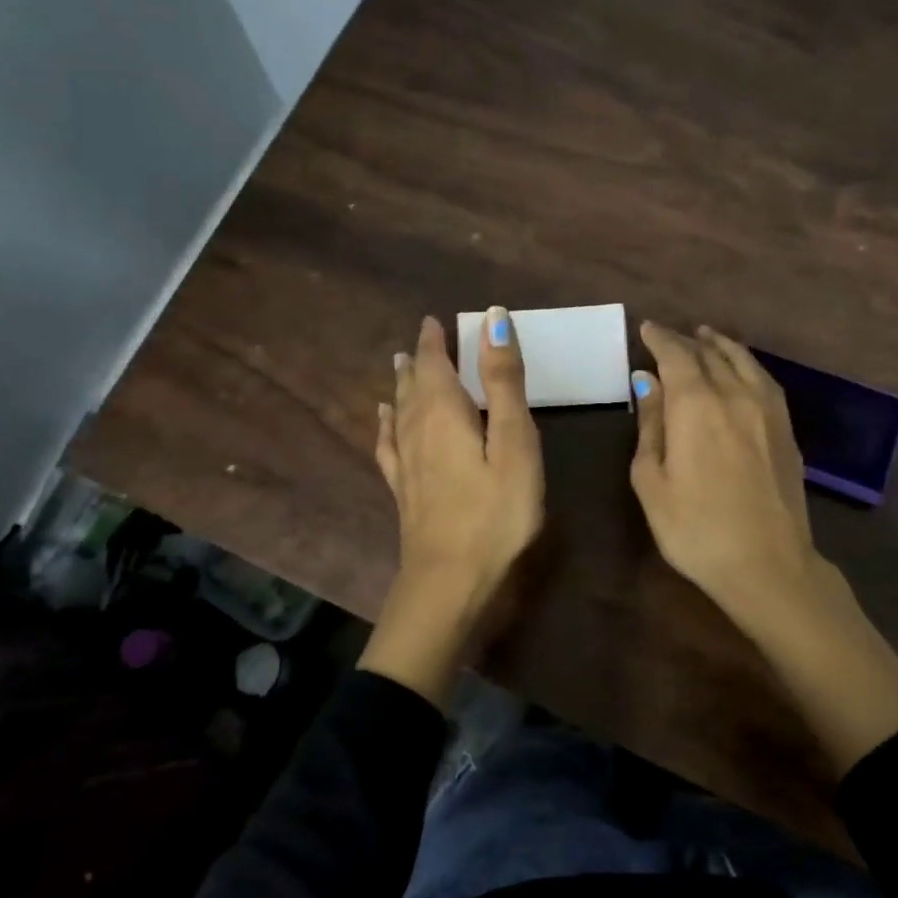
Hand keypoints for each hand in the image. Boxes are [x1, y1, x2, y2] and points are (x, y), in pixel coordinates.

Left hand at [363, 309, 543, 704]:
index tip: (435, 320)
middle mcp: (417, 430)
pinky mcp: (403, 490)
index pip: (434, 363)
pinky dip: (387, 424)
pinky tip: (384, 420)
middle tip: (423, 339)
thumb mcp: (513, 442)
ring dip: (403, 385)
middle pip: (414, 385)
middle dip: (420, 359)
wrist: (450, 579)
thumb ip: (503, 381)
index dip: (436, 341)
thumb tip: (493, 318)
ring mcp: (406, 463)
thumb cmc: (495, 511)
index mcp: (444, 412)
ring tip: (400, 365)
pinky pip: (389, 444)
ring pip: (400, 411)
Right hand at [630, 321, 897, 771]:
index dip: (660, 339)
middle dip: (686, 340)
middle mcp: (735, 394)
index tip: (647, 329)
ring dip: (721, 345)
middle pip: (709, 354)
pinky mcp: (786, 428)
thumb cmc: (695, 530)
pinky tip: (742, 369)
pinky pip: (764, 379)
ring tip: (707, 336)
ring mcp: (768, 410)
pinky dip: (747, 364)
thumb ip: (650, 426)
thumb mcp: (652, 482)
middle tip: (669, 336)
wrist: (768, 564)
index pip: (677, 356)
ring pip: (743, 361)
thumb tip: (647, 383)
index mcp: (696, 405)